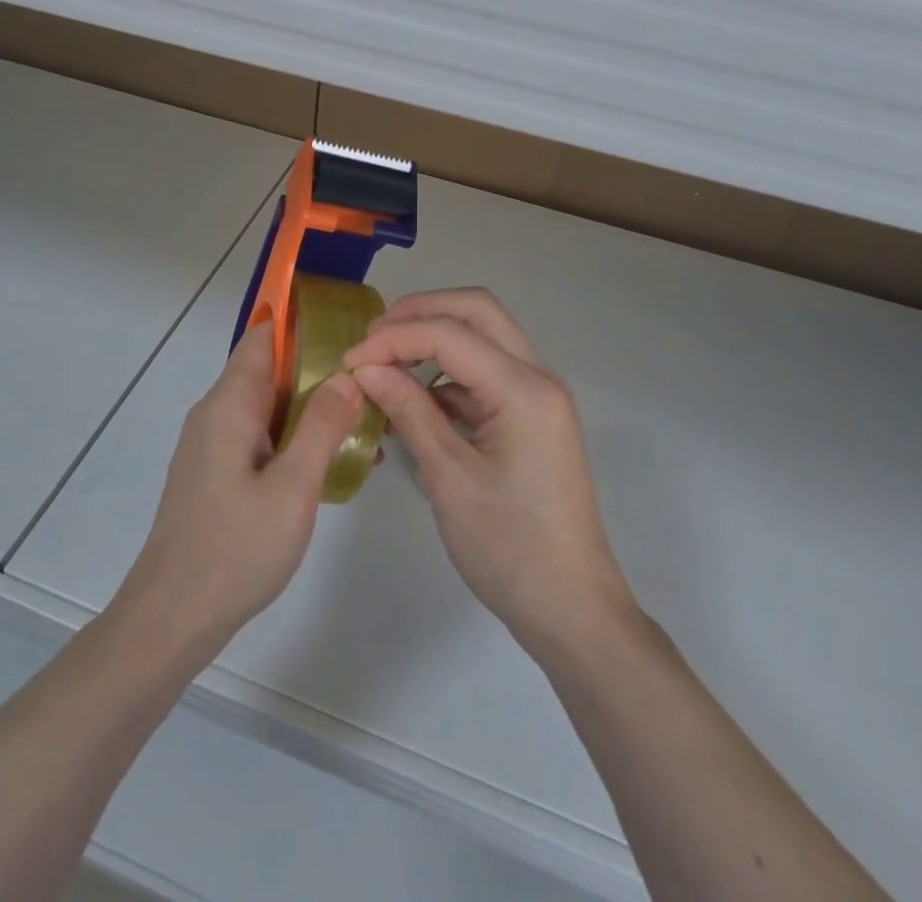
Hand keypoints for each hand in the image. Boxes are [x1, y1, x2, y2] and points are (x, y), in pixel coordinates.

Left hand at [114, 323, 363, 657]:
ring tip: (363, 427)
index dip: (303, 326)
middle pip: (269, 371)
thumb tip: (347, 374)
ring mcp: (212, 444)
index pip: (264, 338)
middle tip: (371, 387)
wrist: (172, 618)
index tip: (349, 332)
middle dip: (318, 373)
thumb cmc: (235, 549)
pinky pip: (259, 438)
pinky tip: (329, 465)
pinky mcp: (215, 472)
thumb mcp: (293, 488)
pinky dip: (293, 440)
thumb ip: (321, 426)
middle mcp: (216, 414)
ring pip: (267, 408)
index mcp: (229, 404)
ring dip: (310, 411)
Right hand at [343, 288, 632, 657]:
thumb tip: (365, 367)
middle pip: (476, 310)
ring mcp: (538, 395)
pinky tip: (415, 399)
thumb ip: (408, 411)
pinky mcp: (531, 415)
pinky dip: (448, 372)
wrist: (572, 611)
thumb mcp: (449, 478)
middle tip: (373, 339)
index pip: (449, 333)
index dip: (393, 338)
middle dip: (420, 313)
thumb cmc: (510, 549)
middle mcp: (538, 377)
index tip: (349, 360)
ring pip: (483, 335)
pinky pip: (486, 371)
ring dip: (435, 337)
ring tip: (386, 364)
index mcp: (524, 389)